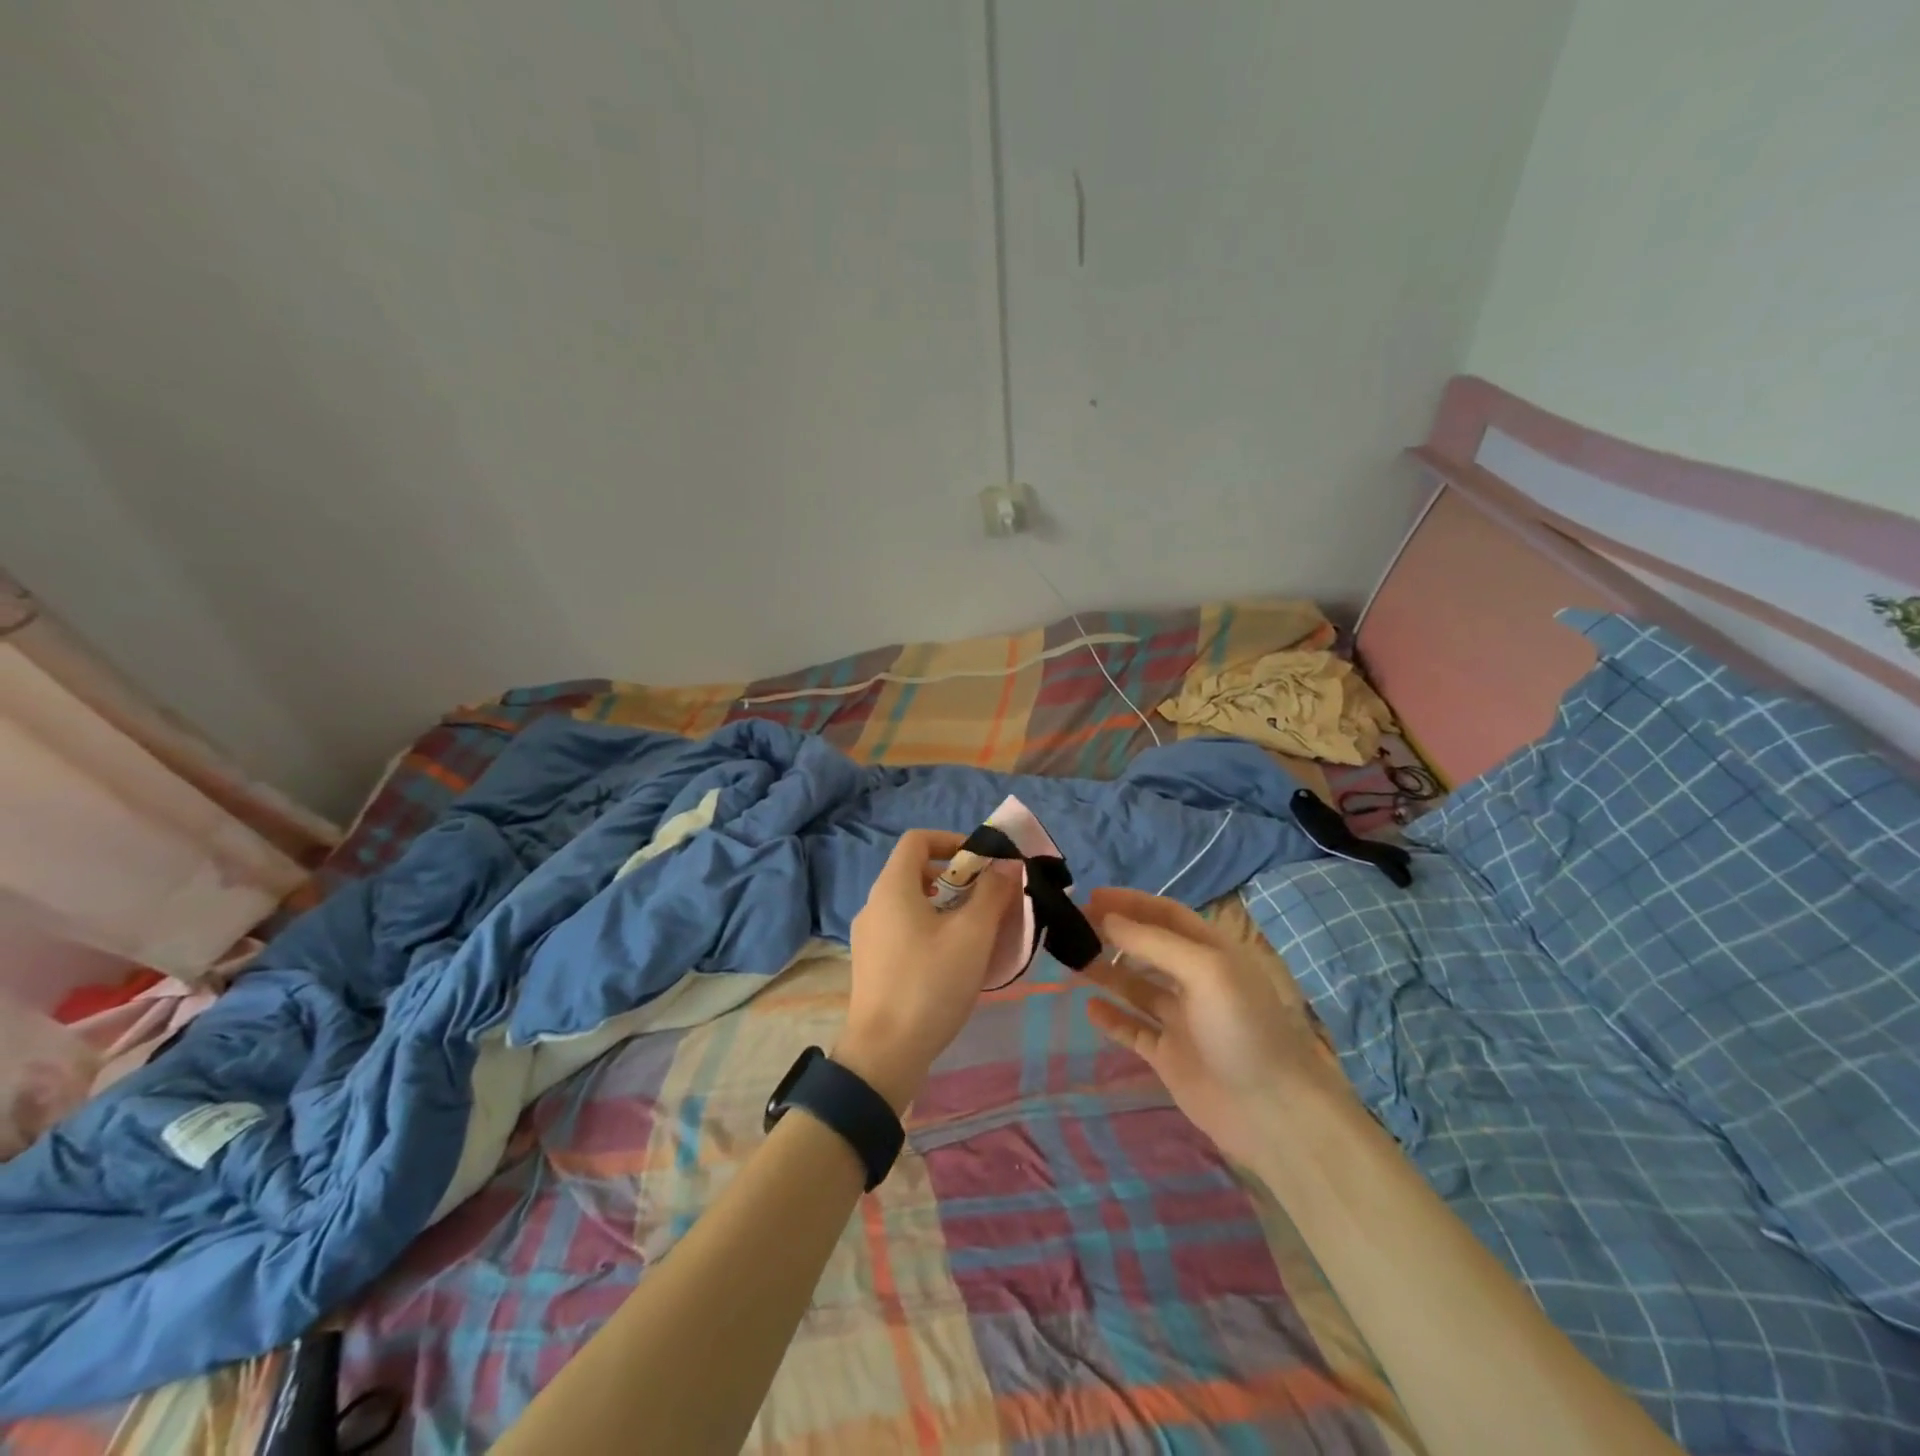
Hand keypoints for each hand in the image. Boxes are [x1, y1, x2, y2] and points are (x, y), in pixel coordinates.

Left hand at [836, 829, 1019, 1112]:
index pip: (917, 840)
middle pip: (915, 872)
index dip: (951, 840)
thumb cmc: (930, 984)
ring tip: (977, 933)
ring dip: (946, 907)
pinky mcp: (871, 965)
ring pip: (911, 905)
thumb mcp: (972, 935)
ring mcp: (868, 937)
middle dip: (956, 879)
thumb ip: (993, 893)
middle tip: (987, 900)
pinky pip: (903, 931)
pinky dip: (930, 930)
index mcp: (892, 888)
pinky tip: (954, 962)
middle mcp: (874, 905)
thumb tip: (1007, 864)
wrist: (884, 1054)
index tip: (982, 863)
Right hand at [1081, 887, 1353, 1167]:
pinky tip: (1089, 1008)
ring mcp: (1182, 1020)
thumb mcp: (1205, 970)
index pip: (1166, 915)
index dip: (1131, 902)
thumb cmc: (1242, 1028)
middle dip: (1113, 934)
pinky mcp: (1170, 1056)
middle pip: (1148, 948)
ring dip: (1106, 972)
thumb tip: (1107, 918)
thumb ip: (1153, 943)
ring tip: (1071, 960)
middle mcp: (1196, 981)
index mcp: (1212, 953)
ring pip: (1136, 987)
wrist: (1273, 1113)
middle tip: (1073, 927)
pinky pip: (1134, 1030)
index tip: (1091, 896)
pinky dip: (1112, 1018)